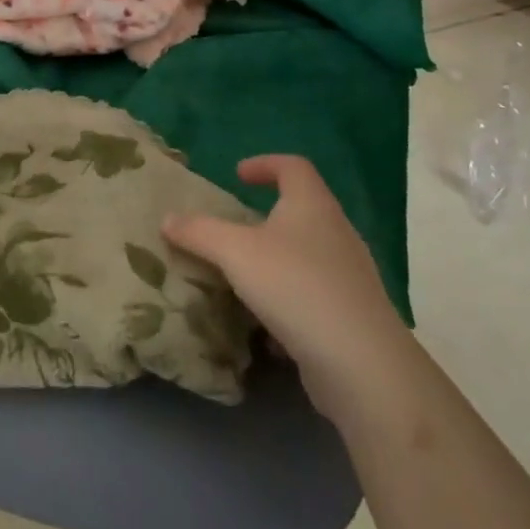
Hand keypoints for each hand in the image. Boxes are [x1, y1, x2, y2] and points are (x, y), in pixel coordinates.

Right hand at [162, 155, 410, 416]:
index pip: (293, 166)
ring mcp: (349, 276)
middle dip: (266, 215)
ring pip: (307, 255)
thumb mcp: (235, 252)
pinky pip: (314, 294)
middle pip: (302, 210)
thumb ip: (199, 232)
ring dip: (275, 260)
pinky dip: (288, 299)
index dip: (265, 164)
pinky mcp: (352, 315)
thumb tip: (167, 219)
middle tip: (233, 228)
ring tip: (243, 275)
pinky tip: (265, 323)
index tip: (237, 175)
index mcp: (312, 205)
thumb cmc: (296, 286)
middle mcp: (336, 233)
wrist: (361, 364)